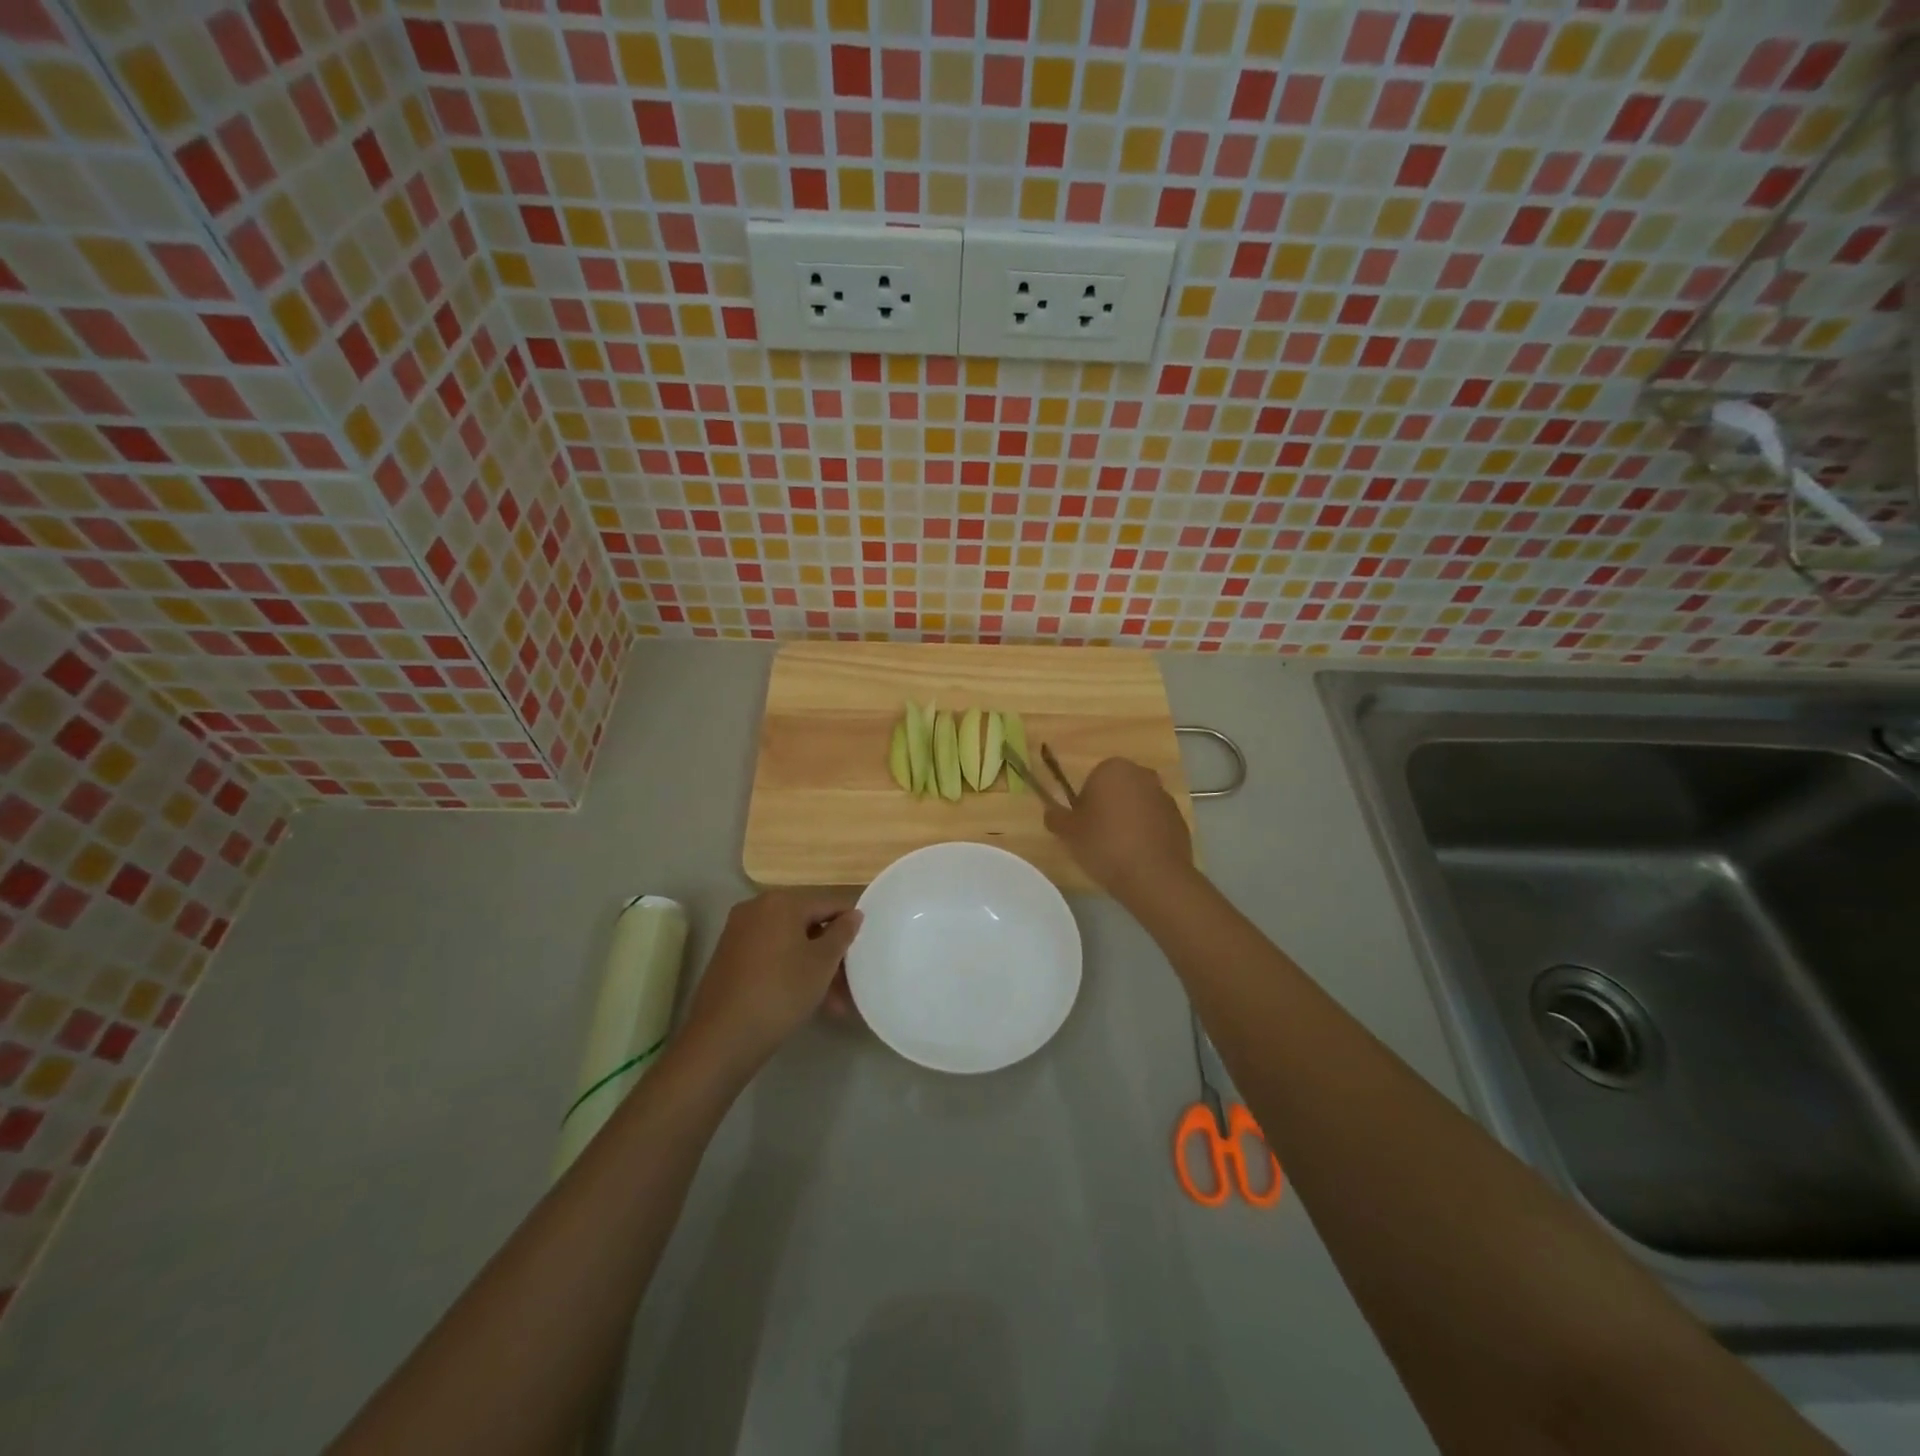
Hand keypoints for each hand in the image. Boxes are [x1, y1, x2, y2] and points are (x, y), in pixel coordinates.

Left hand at [681, 892, 862, 1076]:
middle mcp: (756, 908)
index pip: (828, 904)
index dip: (850, 926)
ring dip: (813, 969)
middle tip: (849, 985)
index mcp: (781, 902)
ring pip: (789, 945)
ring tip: (832, 1005)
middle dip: (830, 955)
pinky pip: (770, 956)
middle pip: (807, 925)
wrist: (722, 1037)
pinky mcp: (728, 957)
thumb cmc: (781, 991)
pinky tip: (806, 1001)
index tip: (864, 951)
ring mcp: (738, 933)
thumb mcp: (822, 963)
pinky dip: (789, 972)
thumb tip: (853, 914)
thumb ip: (842, 933)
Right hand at [1044, 757, 1192, 897]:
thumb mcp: (1068, 832)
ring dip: (1128, 820)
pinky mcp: (1180, 819)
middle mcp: (1142, 775)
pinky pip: (1154, 822)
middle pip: (1117, 790)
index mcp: (1113, 768)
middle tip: (1097, 837)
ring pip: (1137, 805)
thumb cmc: (1104, 844)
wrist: (1153, 876)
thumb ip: (1055, 818)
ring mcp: (1164, 797)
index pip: (1092, 780)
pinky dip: (1146, 834)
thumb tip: (1051, 812)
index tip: (1083, 826)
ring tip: (1118, 851)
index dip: (1085, 804)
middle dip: (1108, 808)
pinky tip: (1138, 857)